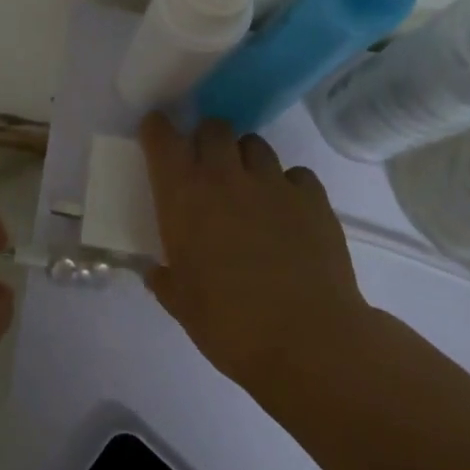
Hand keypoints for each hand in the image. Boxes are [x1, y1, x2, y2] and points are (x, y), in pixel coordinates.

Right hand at [140, 115, 376, 396]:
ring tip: (248, 186)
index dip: (157, 129)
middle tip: (206, 165)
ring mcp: (273, 183)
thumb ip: (165, 280)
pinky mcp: (313, 199)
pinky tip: (288, 210)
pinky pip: (297, 174)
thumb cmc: (229, 324)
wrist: (308, 341)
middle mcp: (225, 176)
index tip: (156, 134)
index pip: (162, 138)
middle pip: (213, 128)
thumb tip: (156, 273)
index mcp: (183, 195)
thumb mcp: (181, 304)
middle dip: (206, 139)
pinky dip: (288, 185)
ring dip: (245, 158)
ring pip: (255, 144)